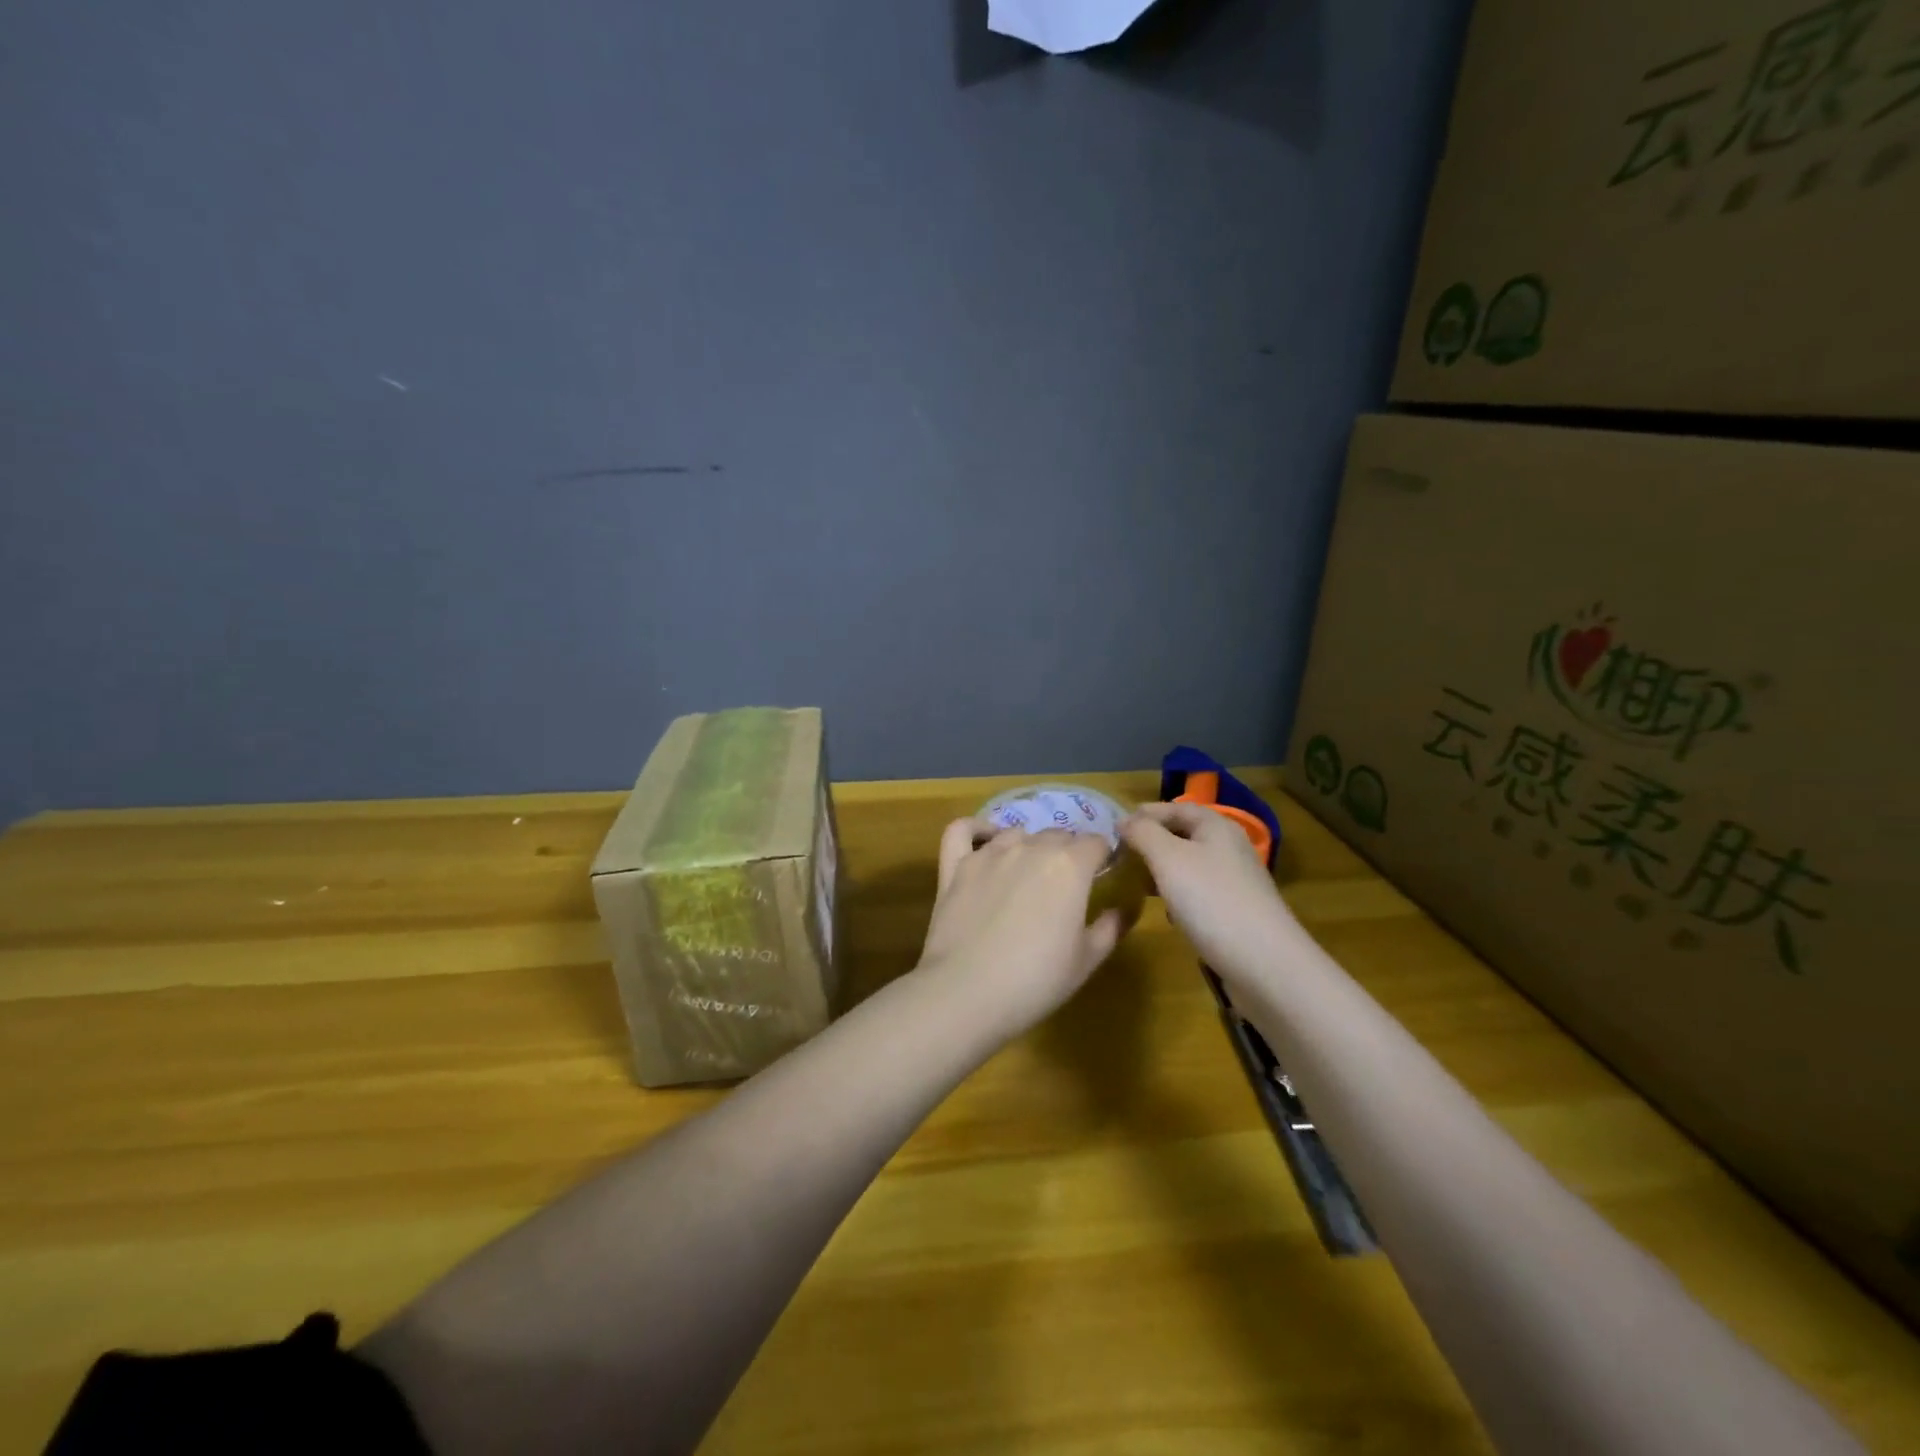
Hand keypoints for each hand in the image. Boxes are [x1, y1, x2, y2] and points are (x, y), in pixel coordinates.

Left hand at [917, 821, 1123, 1035]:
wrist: (966, 993)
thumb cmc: (1036, 981)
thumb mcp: (1087, 960)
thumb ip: (1111, 926)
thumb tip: (1127, 906)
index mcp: (1069, 866)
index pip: (1096, 843)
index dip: (1103, 857)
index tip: (1103, 875)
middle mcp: (1030, 847)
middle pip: (1058, 835)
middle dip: (1069, 852)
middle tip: (1067, 885)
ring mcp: (988, 854)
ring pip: (1017, 833)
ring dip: (1029, 845)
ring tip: (1029, 873)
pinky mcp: (956, 865)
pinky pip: (964, 830)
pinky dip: (977, 829)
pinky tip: (985, 841)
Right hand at [1120, 802, 1298, 977]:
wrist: (1265, 964)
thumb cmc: (1211, 900)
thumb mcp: (1168, 858)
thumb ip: (1142, 833)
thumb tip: (1124, 820)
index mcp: (1217, 826)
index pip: (1174, 808)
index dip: (1143, 814)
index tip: (1112, 829)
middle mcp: (1228, 848)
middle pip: (1182, 834)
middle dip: (1149, 843)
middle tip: (1118, 857)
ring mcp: (1234, 881)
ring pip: (1188, 865)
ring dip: (1160, 870)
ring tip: (1134, 882)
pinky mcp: (1235, 910)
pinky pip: (1198, 892)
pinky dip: (1177, 895)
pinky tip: (1165, 912)